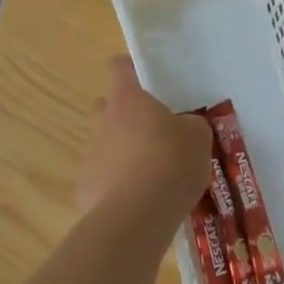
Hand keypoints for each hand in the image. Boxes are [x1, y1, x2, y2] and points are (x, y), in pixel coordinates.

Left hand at [77, 57, 212, 219]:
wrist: (138, 215)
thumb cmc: (171, 162)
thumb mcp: (198, 137)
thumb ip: (191, 125)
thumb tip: (185, 127)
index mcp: (128, 100)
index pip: (119, 67)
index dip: (131, 69)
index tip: (148, 81)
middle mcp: (103, 121)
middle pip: (106, 106)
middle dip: (125, 115)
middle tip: (153, 132)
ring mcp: (91, 155)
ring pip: (105, 144)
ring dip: (123, 153)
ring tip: (153, 175)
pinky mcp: (85, 188)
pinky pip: (103, 179)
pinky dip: (117, 186)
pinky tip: (140, 202)